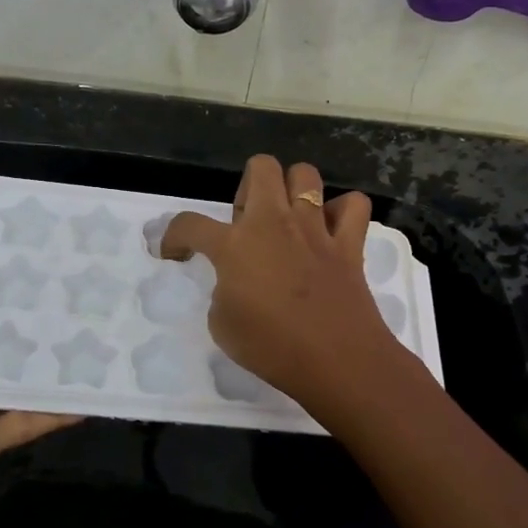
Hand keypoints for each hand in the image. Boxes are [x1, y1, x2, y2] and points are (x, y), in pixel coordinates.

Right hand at [161, 156, 397, 405]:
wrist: (335, 361)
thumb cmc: (271, 348)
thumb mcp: (223, 326)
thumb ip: (223, 292)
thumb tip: (235, 282)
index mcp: (235, 245)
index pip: (190, 224)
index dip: (174, 235)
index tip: (175, 252)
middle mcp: (274, 223)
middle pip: (261, 167)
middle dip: (247, 185)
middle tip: (246, 221)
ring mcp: (315, 228)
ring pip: (305, 174)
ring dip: (293, 190)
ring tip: (288, 219)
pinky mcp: (348, 243)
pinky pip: (353, 205)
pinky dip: (342, 212)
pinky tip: (331, 231)